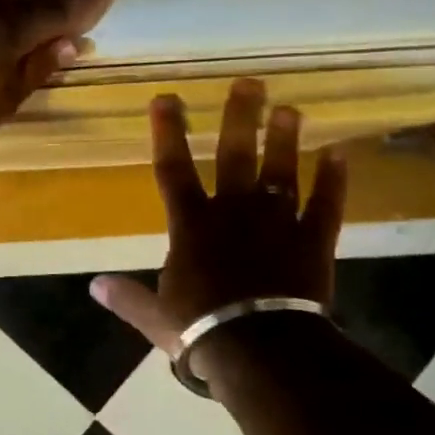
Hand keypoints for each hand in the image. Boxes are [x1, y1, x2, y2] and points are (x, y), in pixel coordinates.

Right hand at [89, 79, 346, 370]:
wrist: (263, 351)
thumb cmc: (203, 329)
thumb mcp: (155, 317)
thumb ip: (128, 297)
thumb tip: (94, 286)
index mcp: (192, 225)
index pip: (173, 169)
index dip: (167, 133)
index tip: (166, 98)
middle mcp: (234, 212)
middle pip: (235, 156)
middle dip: (239, 118)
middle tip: (249, 83)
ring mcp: (277, 224)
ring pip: (281, 172)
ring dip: (285, 140)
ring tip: (290, 108)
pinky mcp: (313, 242)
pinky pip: (325, 206)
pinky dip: (334, 181)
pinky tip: (340, 153)